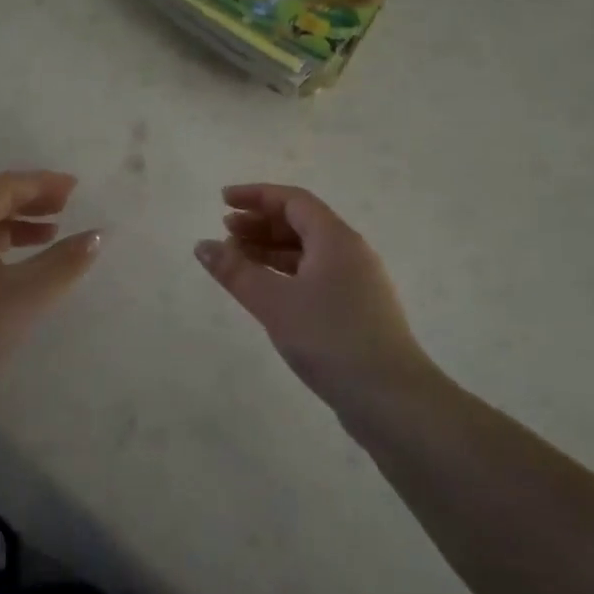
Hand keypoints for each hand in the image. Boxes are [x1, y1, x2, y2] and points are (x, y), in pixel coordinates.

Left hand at [0, 170, 102, 388]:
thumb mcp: (28, 293)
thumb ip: (65, 261)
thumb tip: (96, 234)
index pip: (6, 185)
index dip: (42, 182)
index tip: (74, 188)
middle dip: (31, 199)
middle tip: (66, 206)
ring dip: (19, 223)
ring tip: (51, 234)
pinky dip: (4, 245)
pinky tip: (21, 267)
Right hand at [194, 184, 434, 413]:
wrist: (391, 397)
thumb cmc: (330, 338)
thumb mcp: (274, 302)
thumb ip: (236, 271)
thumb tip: (202, 245)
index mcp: (335, 238)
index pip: (293, 201)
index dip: (256, 196)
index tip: (222, 200)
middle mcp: (350, 252)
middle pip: (301, 223)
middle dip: (260, 223)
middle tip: (225, 231)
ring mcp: (357, 282)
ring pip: (308, 252)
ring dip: (271, 250)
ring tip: (237, 260)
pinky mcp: (357, 310)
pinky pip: (315, 276)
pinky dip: (286, 274)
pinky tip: (267, 291)